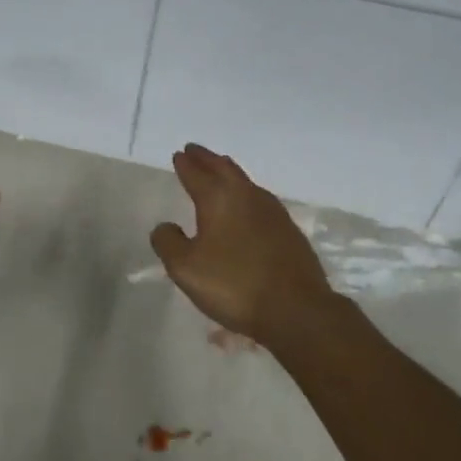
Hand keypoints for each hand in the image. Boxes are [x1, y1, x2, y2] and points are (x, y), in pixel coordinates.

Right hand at [150, 144, 339, 345]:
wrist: (295, 309)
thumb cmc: (234, 285)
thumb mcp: (186, 268)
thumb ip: (169, 243)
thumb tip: (165, 226)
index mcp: (219, 199)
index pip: (197, 174)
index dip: (186, 164)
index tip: (178, 155)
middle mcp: (247, 196)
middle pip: (224, 169)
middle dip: (207, 159)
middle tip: (195, 151)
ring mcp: (273, 211)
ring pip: (245, 182)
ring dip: (228, 172)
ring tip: (219, 170)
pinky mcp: (289, 230)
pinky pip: (260, 200)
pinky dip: (246, 193)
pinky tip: (246, 204)